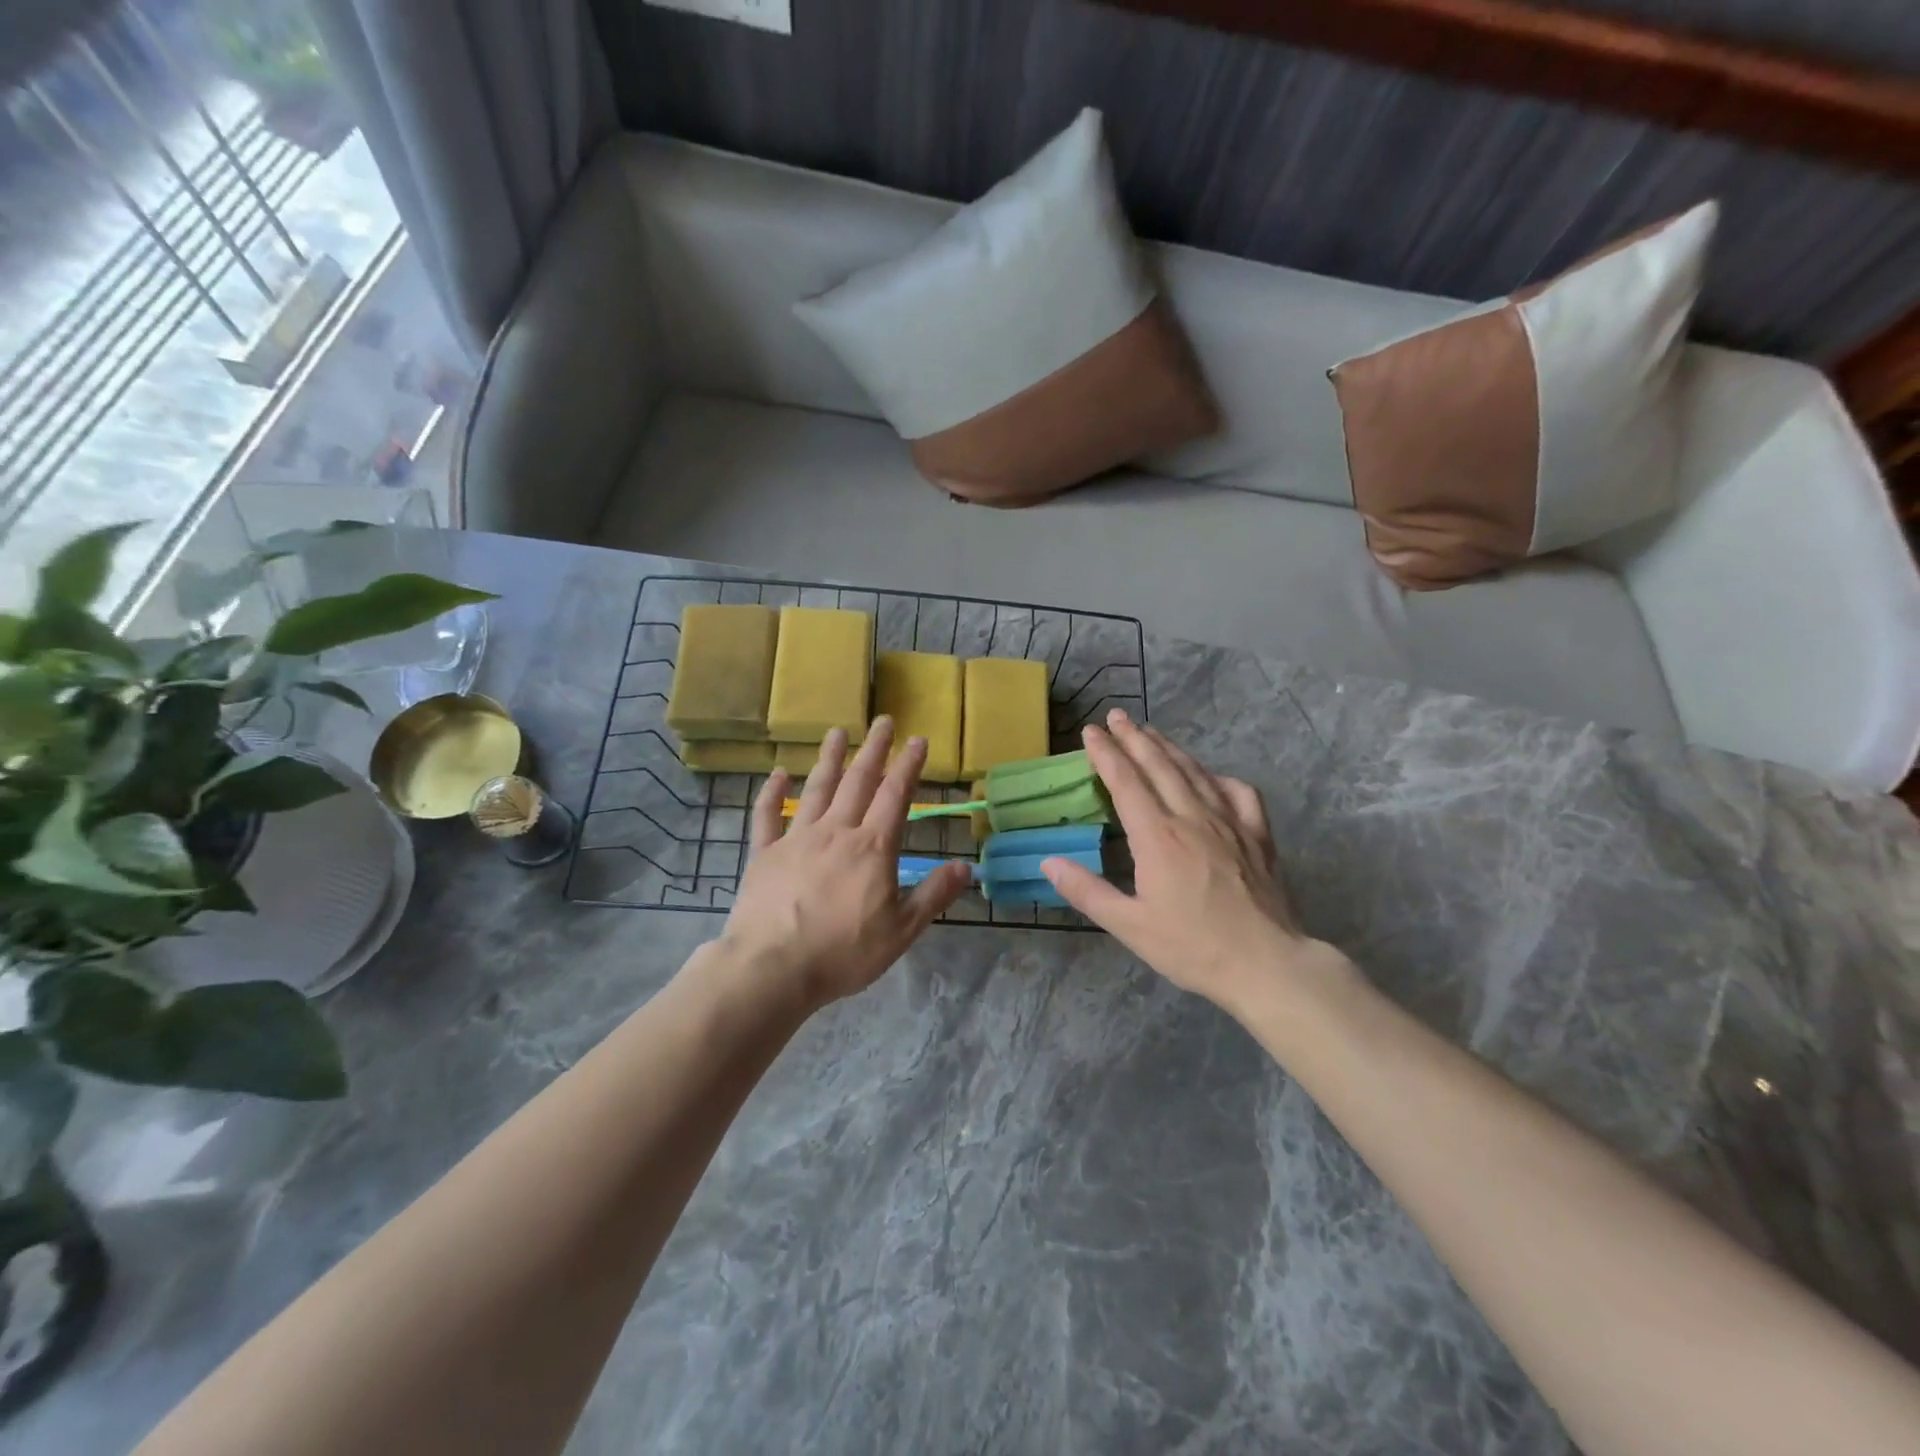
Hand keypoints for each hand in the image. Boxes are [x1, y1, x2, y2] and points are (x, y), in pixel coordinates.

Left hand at [717, 718, 970, 1011]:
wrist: (773, 968)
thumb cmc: (843, 952)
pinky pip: (767, 816)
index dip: (908, 765)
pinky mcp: (764, 854)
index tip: (918, 739)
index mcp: (872, 847)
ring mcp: (796, 839)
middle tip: (883, 720)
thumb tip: (967, 867)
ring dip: (829, 759)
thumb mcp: (901, 931)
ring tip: (837, 732)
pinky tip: (777, 773)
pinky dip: (772, 793)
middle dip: (874, 749)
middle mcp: (836, 831)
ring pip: (816, 789)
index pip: (895, 796)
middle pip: (858, 781)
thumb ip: (933, 895)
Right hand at [1041, 710, 1343, 1014]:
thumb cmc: (1193, 947)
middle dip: (1134, 737)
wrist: (1266, 963)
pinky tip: (1210, 776)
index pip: (1125, 781)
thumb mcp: (1129, 926)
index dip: (1106, 753)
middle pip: (1158, 765)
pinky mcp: (1258, 833)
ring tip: (1150, 731)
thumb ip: (1087, 891)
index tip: (1091, 732)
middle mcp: (1192, 817)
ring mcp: (1230, 821)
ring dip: (1169, 747)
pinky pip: (1237, 791)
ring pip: (1194, 771)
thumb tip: (1048, 861)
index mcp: (1157, 836)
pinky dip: (1218, 776)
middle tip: (1116, 716)